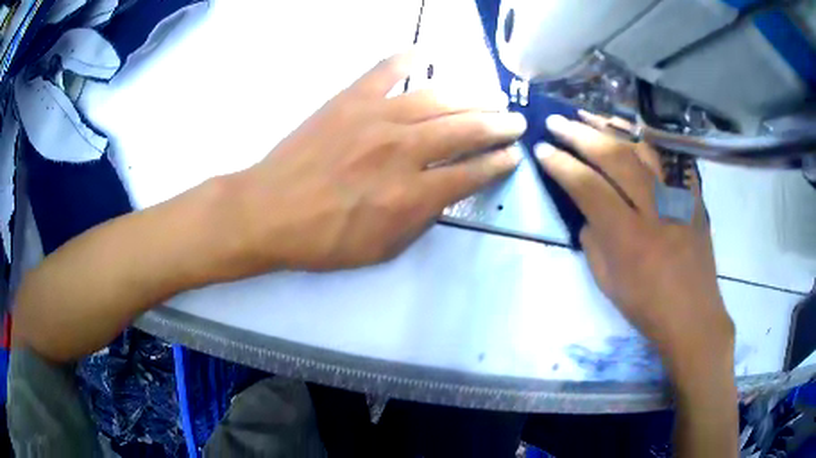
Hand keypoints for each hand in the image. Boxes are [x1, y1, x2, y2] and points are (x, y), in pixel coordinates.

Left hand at [229, 52, 525, 271]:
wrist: (268, 212)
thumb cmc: (322, 240)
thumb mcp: (380, 249)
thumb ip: (420, 220)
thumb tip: (445, 192)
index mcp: (411, 194)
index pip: (471, 173)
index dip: (497, 164)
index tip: (512, 156)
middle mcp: (402, 150)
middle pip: (465, 130)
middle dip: (498, 126)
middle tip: (515, 121)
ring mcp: (375, 117)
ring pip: (438, 98)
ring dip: (472, 97)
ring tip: (492, 96)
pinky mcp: (349, 100)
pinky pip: (386, 71)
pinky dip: (408, 59)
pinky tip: (428, 54)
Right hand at [535, 112, 733, 370]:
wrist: (693, 316)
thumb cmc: (646, 307)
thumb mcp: (608, 282)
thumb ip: (593, 240)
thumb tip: (588, 211)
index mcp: (628, 237)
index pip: (588, 187)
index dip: (562, 165)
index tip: (542, 150)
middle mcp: (655, 209)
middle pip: (615, 157)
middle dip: (581, 135)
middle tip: (557, 121)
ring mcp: (679, 198)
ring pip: (643, 148)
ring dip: (612, 129)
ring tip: (588, 116)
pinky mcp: (693, 197)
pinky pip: (671, 158)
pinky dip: (649, 141)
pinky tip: (631, 132)